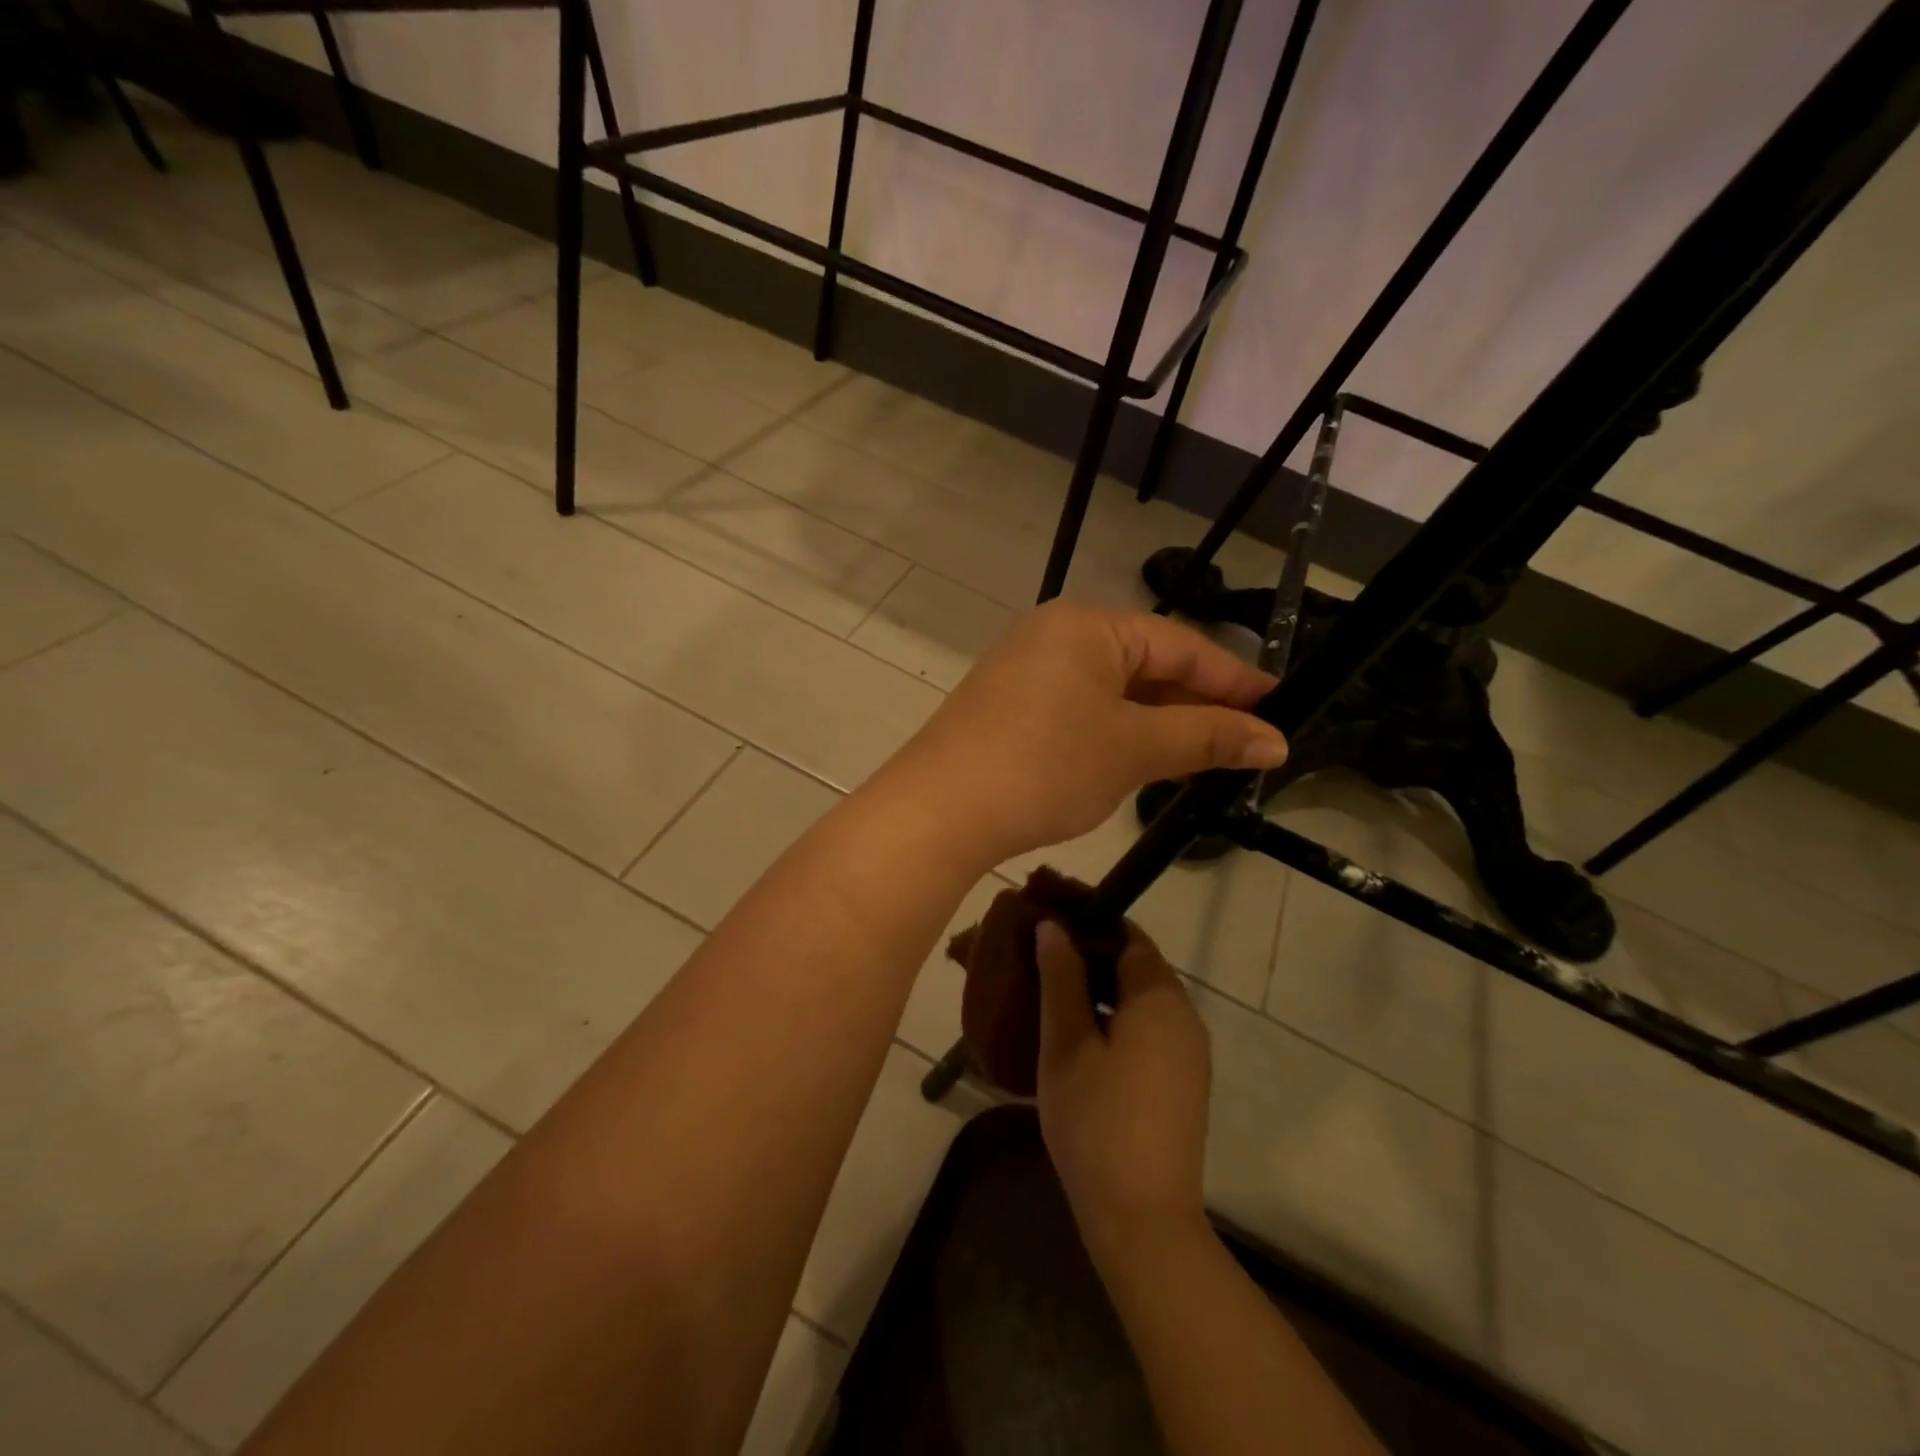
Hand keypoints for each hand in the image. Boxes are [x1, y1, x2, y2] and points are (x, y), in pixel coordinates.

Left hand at [877, 603, 1285, 867]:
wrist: (939, 811)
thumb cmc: (1045, 766)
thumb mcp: (1134, 749)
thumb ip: (1207, 738)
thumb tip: (1275, 740)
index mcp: (1086, 626)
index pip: (1180, 646)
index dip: (1235, 680)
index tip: (1279, 709)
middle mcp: (1053, 635)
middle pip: (1145, 665)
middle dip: (1195, 706)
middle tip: (1245, 744)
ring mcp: (1025, 671)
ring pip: (1112, 692)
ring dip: (1157, 724)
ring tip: (1203, 759)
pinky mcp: (1007, 707)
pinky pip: (1080, 710)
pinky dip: (1116, 733)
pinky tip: (1139, 762)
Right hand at [1034, 919, 1211, 1266]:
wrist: (1143, 1220)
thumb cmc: (1096, 1121)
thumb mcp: (1067, 1044)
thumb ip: (1061, 978)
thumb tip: (1055, 926)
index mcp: (1160, 998)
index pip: (1128, 935)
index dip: (1088, 922)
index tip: (1048, 919)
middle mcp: (1184, 1017)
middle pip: (1136, 966)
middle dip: (1089, 955)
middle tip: (1039, 958)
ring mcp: (1187, 1053)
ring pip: (1140, 1001)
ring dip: (1099, 990)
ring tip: (1049, 994)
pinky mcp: (1182, 1083)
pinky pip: (1147, 1030)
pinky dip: (1114, 1020)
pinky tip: (1076, 1037)